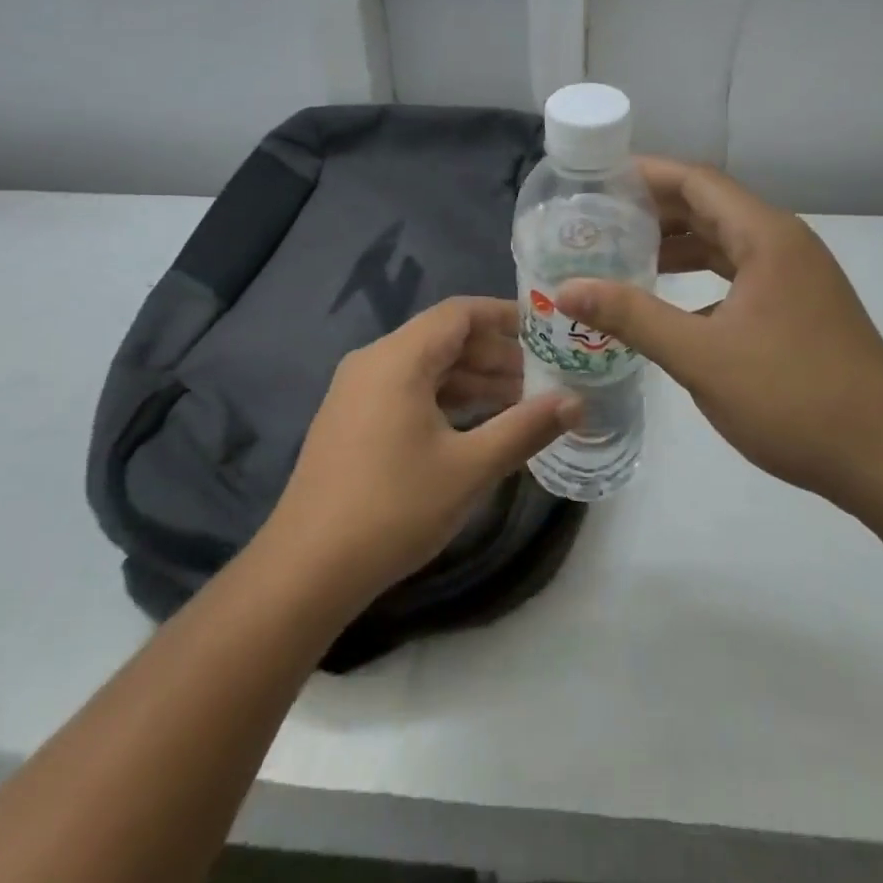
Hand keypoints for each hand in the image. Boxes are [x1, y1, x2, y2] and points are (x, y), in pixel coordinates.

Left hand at [263, 297, 579, 608]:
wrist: (307, 569)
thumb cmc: (393, 508)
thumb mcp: (469, 468)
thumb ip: (525, 428)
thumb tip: (576, 402)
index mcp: (398, 358)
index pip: (459, 313)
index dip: (505, 316)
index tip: (547, 331)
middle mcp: (374, 362)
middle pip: (444, 339)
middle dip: (496, 354)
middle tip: (545, 376)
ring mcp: (357, 392)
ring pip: (427, 368)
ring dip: (473, 380)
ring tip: (523, 403)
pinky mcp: (353, 421)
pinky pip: (408, 392)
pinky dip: (446, 400)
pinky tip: (478, 426)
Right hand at [557, 158, 882, 512]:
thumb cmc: (792, 398)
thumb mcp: (701, 356)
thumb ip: (632, 317)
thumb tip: (567, 290)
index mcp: (766, 237)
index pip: (696, 181)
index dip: (645, 174)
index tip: (596, 181)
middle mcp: (784, 244)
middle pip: (710, 206)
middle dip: (654, 210)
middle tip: (598, 221)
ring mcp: (797, 276)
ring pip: (726, 242)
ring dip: (678, 245)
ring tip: (623, 255)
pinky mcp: (801, 307)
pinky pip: (740, 273)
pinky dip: (702, 276)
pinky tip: (670, 303)